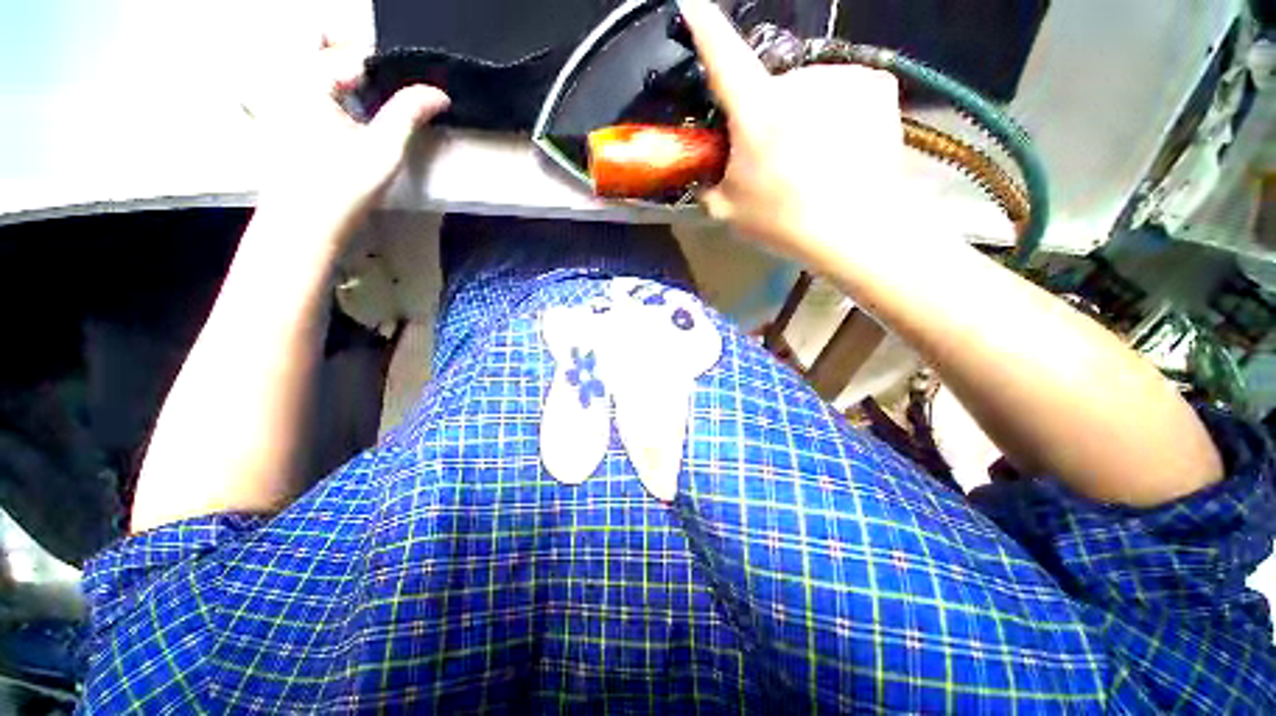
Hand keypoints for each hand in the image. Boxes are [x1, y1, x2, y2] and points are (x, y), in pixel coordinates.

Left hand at [245, 37, 449, 243]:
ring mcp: (271, 95)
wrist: (303, 224)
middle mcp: (282, 76)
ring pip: (301, 57)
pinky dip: (318, 84)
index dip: (384, 64)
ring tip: (363, 91)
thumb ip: (409, 113)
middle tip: (378, 75)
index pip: (352, 51)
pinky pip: (292, 80)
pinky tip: (339, 110)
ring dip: (332, 65)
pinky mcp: (270, 114)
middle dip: (349, 47)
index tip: (406, 85)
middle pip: (314, 37)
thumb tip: (439, 93)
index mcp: (306, 77)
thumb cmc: (344, 187)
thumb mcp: (384, 149)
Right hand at [677, 0, 907, 262]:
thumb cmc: (783, 221)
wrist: (855, 228)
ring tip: (813, 159)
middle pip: (769, 89)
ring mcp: (839, 77)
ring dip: (803, 115)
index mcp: (756, 111)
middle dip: (766, 117)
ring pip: (807, 90)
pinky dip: (835, 111)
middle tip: (776, 160)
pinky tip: (841, 143)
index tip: (692, 1)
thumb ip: (707, 186)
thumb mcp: (728, 211)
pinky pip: (841, 89)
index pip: (722, 55)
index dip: (704, 25)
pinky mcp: (875, 83)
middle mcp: (797, 81)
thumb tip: (703, 174)